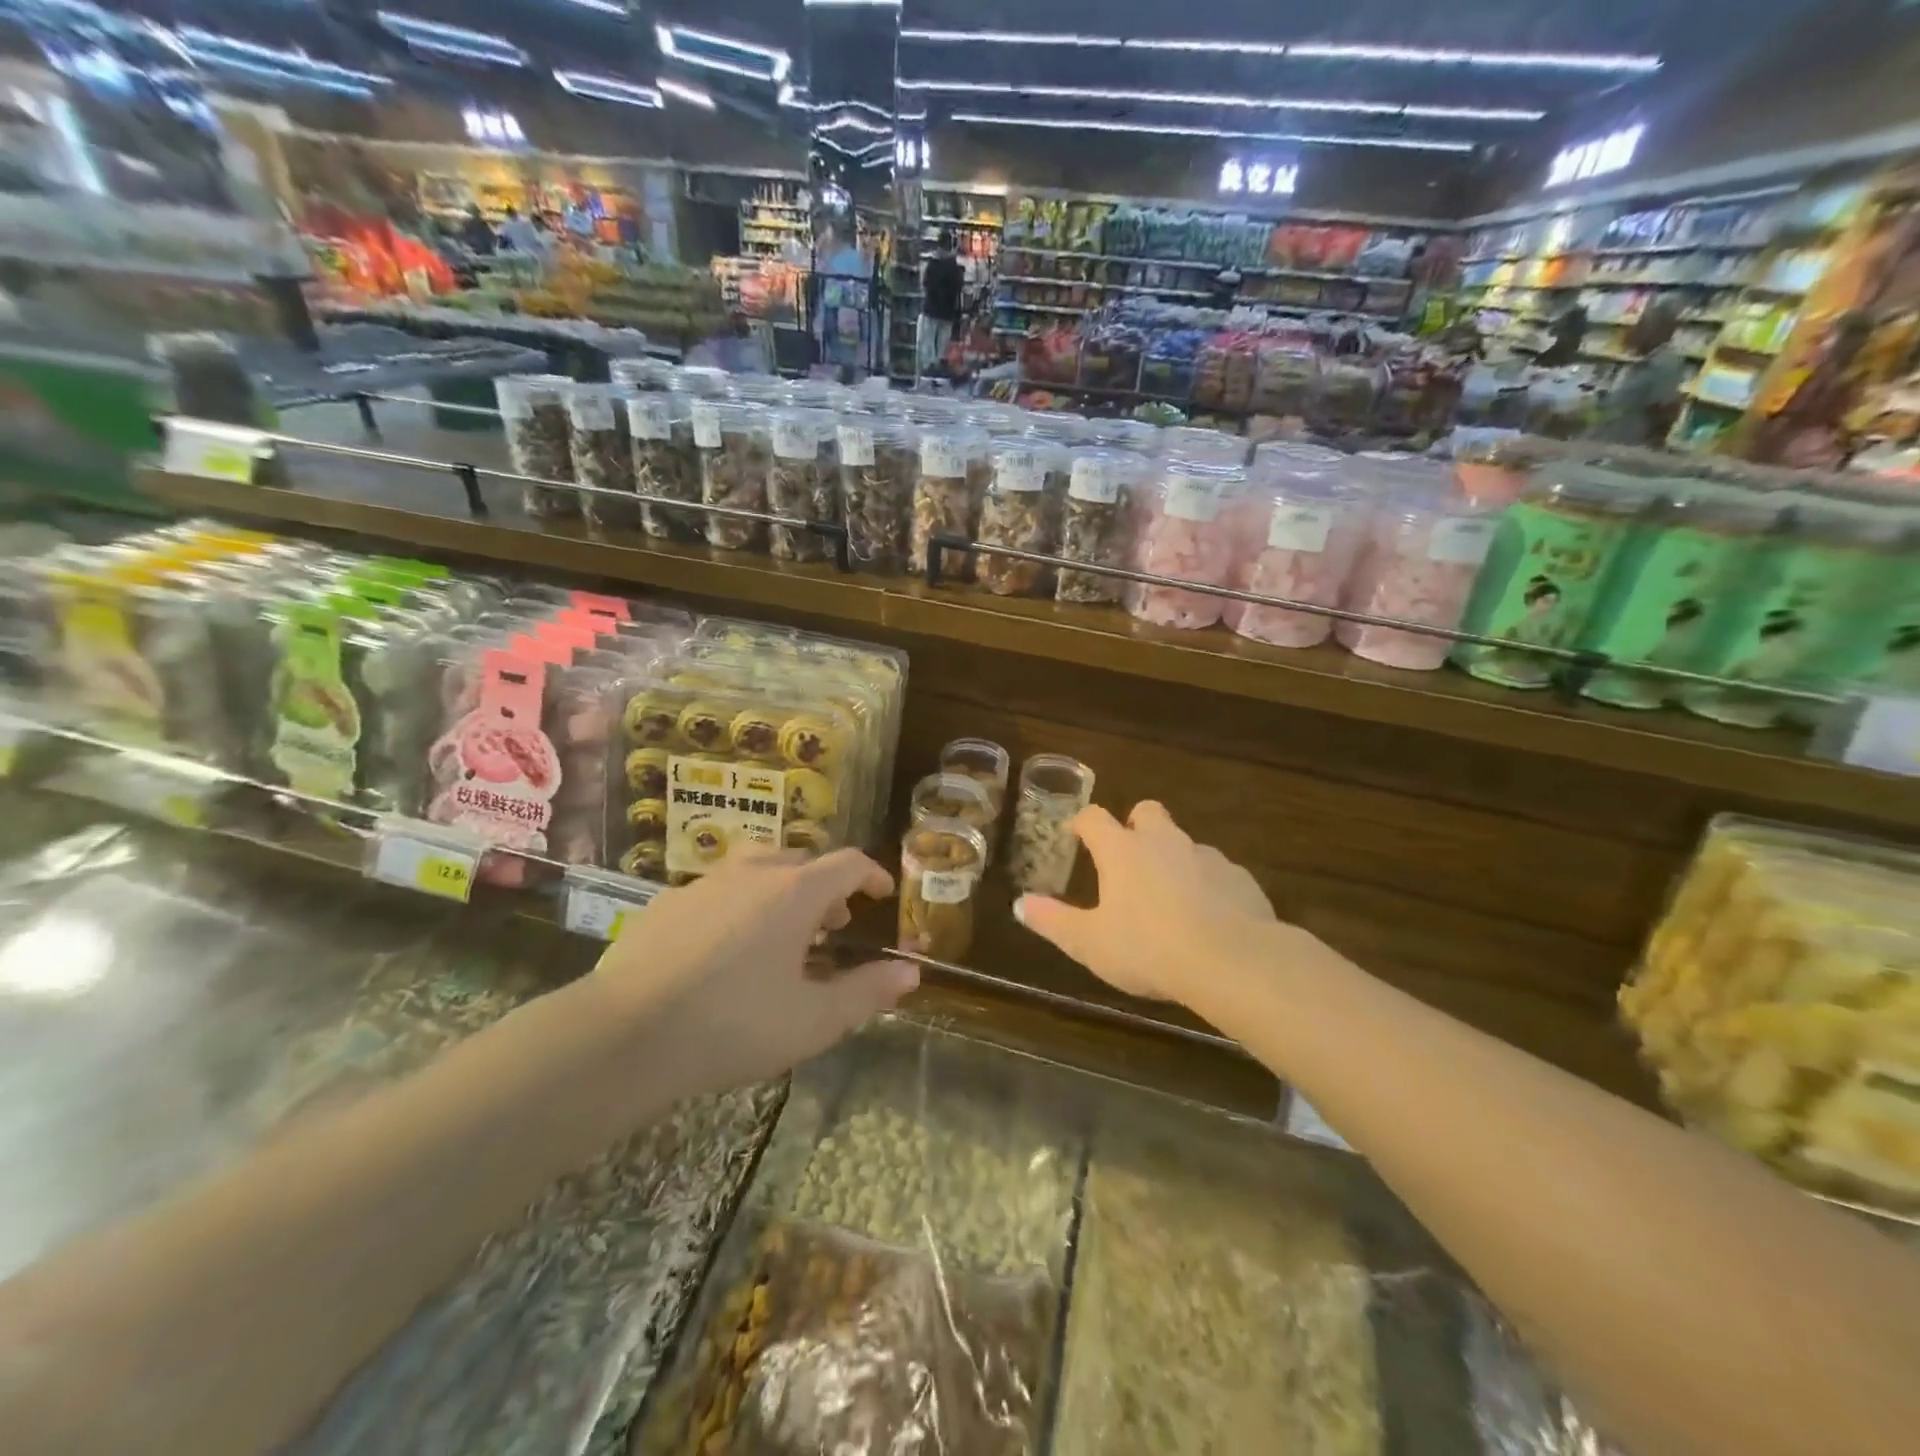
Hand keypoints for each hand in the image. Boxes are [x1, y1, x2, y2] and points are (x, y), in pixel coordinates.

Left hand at [593, 849, 916, 1095]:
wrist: (624, 1035)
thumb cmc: (733, 1025)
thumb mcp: (813, 1020)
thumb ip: (867, 992)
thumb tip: (911, 971)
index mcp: (794, 892)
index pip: (847, 863)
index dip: (870, 874)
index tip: (881, 893)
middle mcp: (751, 873)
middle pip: (800, 860)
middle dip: (824, 886)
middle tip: (831, 926)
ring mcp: (703, 884)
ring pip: (754, 869)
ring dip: (779, 891)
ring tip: (780, 933)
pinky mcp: (664, 904)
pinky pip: (714, 891)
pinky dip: (735, 906)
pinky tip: (722, 950)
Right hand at [1014, 801, 1279, 1013]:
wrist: (1232, 961)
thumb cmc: (1148, 948)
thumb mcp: (1089, 943)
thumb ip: (1053, 921)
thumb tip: (1020, 904)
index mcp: (1122, 850)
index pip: (1094, 818)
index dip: (1083, 823)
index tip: (1077, 835)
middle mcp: (1163, 842)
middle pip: (1147, 811)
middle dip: (1136, 825)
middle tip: (1128, 858)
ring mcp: (1206, 856)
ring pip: (1184, 844)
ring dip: (1174, 860)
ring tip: (1170, 899)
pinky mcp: (1240, 878)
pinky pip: (1218, 873)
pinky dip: (1208, 887)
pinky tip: (1208, 919)